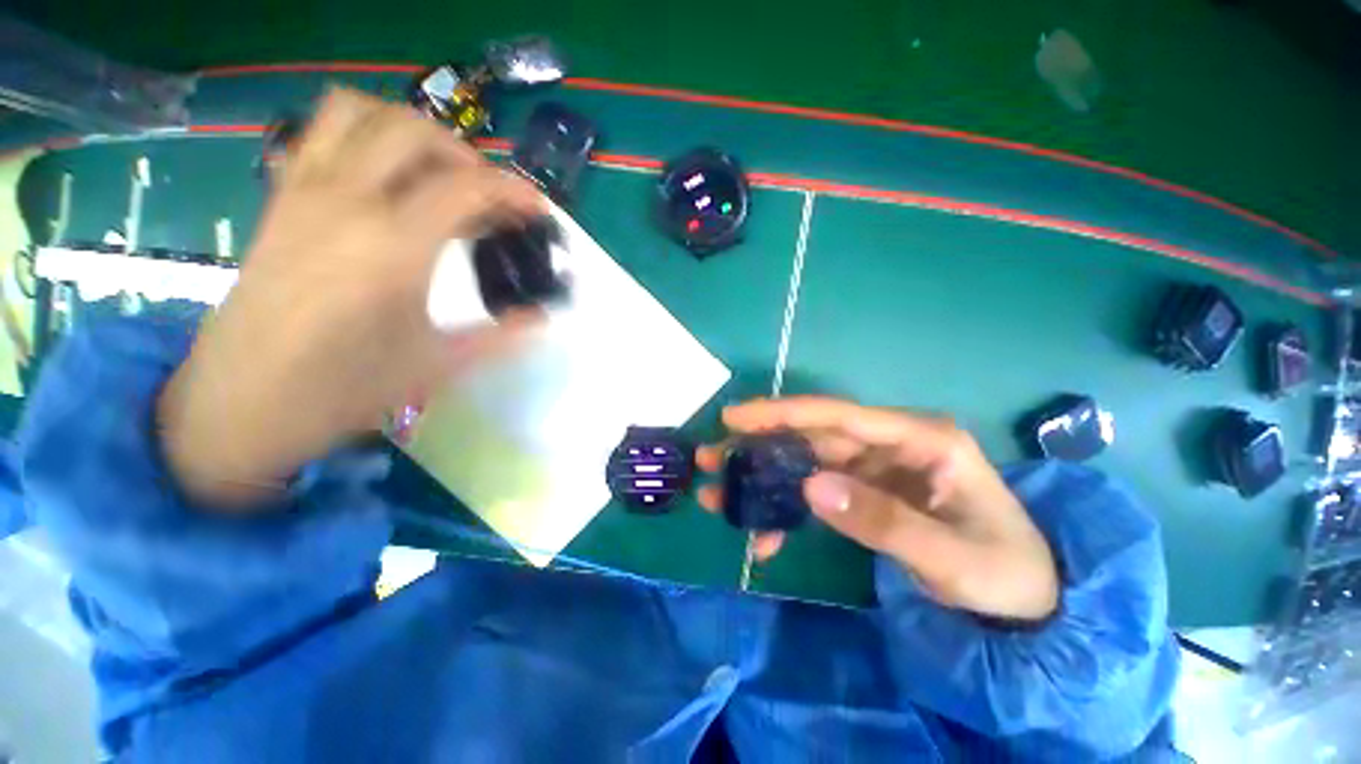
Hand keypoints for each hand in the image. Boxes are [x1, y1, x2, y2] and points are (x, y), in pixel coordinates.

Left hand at [159, 88, 544, 506]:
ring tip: (437, 174)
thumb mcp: (436, 365)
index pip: (465, 187)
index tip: (538, 209)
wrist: (239, 404)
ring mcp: (303, 193)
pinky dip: (362, 137)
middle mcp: (344, 201)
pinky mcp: (279, 200)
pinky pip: (319, 135)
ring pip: (357, 113)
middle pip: (412, 131)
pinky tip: (384, 181)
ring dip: (409, 131)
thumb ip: (500, 336)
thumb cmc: (341, 390)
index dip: (512, 191)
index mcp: (391, 246)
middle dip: (464, 154)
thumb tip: (543, 319)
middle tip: (489, 195)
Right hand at [697, 397, 1058, 620]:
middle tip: (711, 458)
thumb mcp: (951, 558)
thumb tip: (810, 487)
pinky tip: (766, 536)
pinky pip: (817, 492)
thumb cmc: (1005, 573)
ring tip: (719, 495)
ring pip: (806, 463)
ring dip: (763, 479)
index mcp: (921, 438)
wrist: (1029, 600)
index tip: (734, 418)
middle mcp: (891, 443)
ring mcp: (875, 467)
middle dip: (759, 447)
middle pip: (812, 436)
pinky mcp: (866, 490)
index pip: (839, 416)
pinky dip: (789, 512)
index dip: (782, 413)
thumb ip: (883, 522)